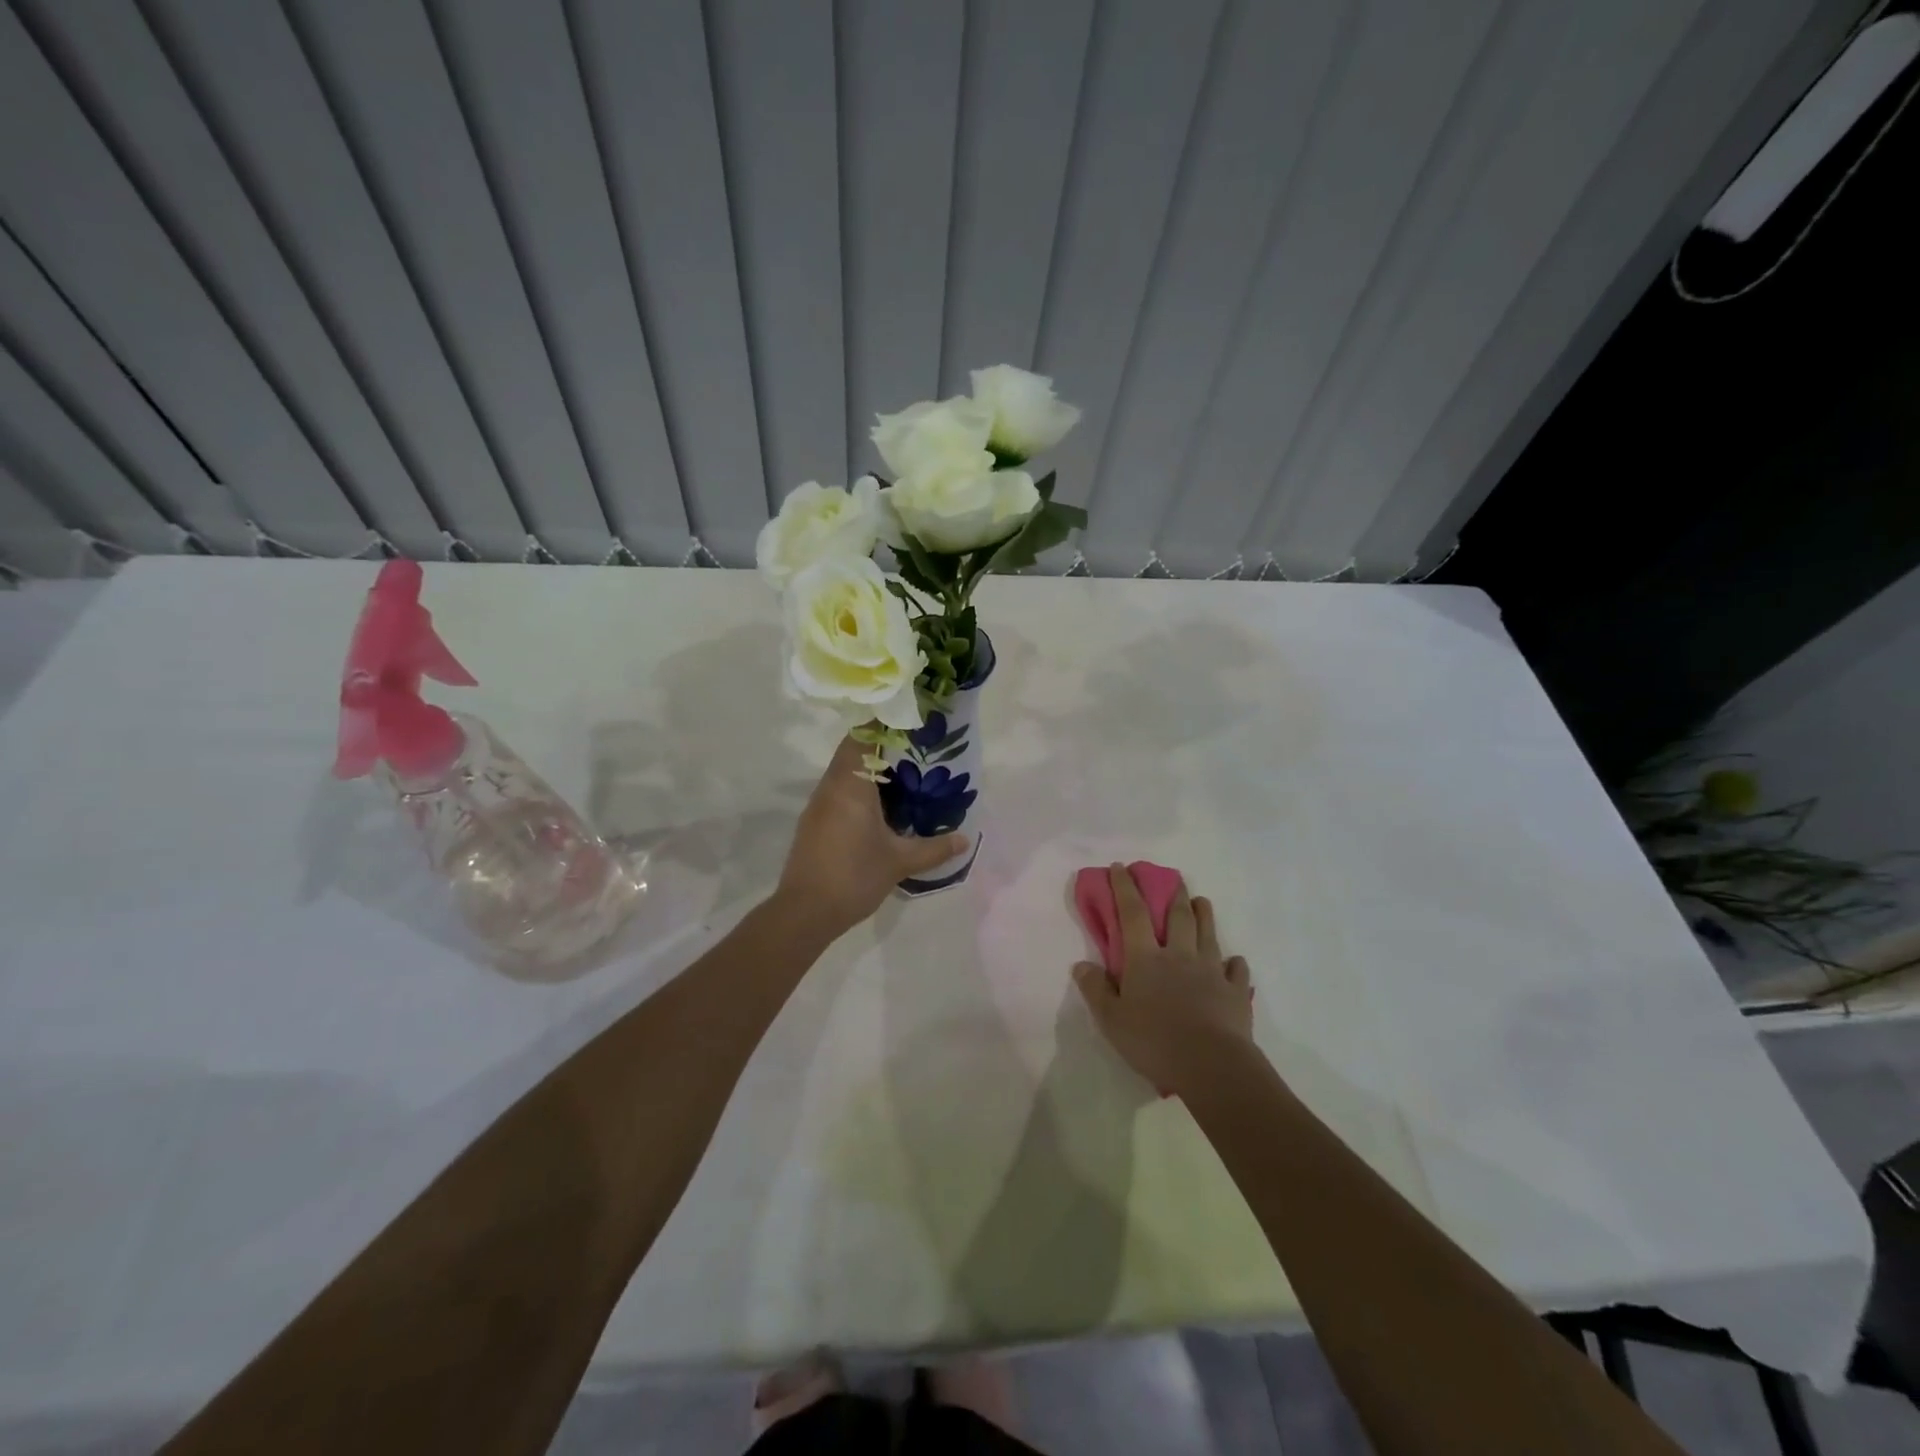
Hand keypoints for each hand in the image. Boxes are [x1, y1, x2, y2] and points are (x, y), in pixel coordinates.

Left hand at [776, 737, 969, 935]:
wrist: (804, 912)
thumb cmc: (854, 876)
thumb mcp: (899, 861)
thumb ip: (934, 848)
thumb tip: (964, 840)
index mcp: (850, 785)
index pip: (861, 737)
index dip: (882, 724)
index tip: (908, 721)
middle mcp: (830, 787)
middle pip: (852, 751)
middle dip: (881, 747)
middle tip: (915, 750)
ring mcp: (818, 806)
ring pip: (844, 773)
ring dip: (869, 770)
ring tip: (904, 777)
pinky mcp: (814, 824)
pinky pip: (838, 792)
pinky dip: (859, 790)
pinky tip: (881, 808)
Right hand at [1072, 864, 1252, 1095]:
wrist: (1211, 1065)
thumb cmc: (1154, 1041)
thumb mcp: (1111, 1020)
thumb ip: (1096, 989)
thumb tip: (1082, 965)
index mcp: (1146, 959)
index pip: (1132, 913)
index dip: (1125, 887)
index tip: (1122, 867)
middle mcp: (1180, 955)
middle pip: (1178, 916)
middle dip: (1173, 893)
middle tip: (1174, 877)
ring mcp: (1211, 971)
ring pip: (1209, 934)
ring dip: (1204, 914)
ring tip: (1202, 902)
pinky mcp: (1236, 992)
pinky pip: (1236, 970)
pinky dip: (1234, 963)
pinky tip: (1233, 962)